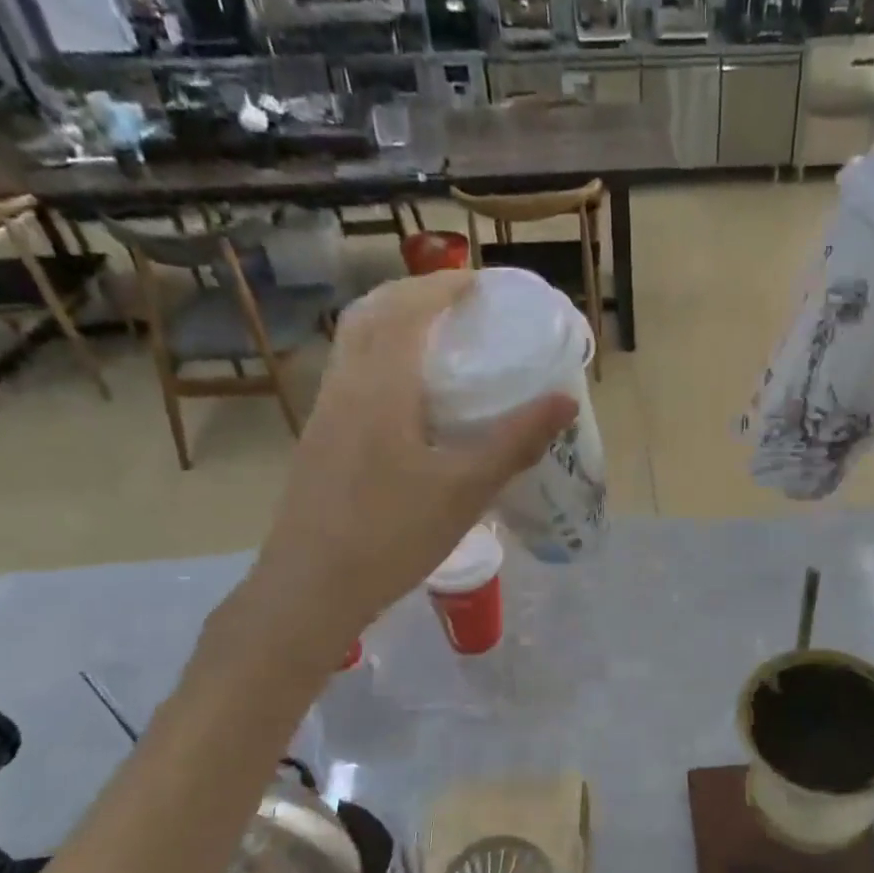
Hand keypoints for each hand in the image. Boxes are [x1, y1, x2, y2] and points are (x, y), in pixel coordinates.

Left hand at [237, 271, 575, 667]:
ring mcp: (325, 413)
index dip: (444, 286)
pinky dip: (381, 358)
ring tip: (439, 339)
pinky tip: (410, 396)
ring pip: (354, 344)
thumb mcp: (466, 489)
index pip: (408, 309)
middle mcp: (344, 386)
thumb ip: (516, 441)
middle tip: (461, 304)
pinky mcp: (320, 440)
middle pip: (372, 314)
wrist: (309, 589)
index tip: (482, 283)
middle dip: (415, 295)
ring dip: (393, 323)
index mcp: (379, 386)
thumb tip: (565, 400)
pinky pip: (351, 374)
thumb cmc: (390, 535)